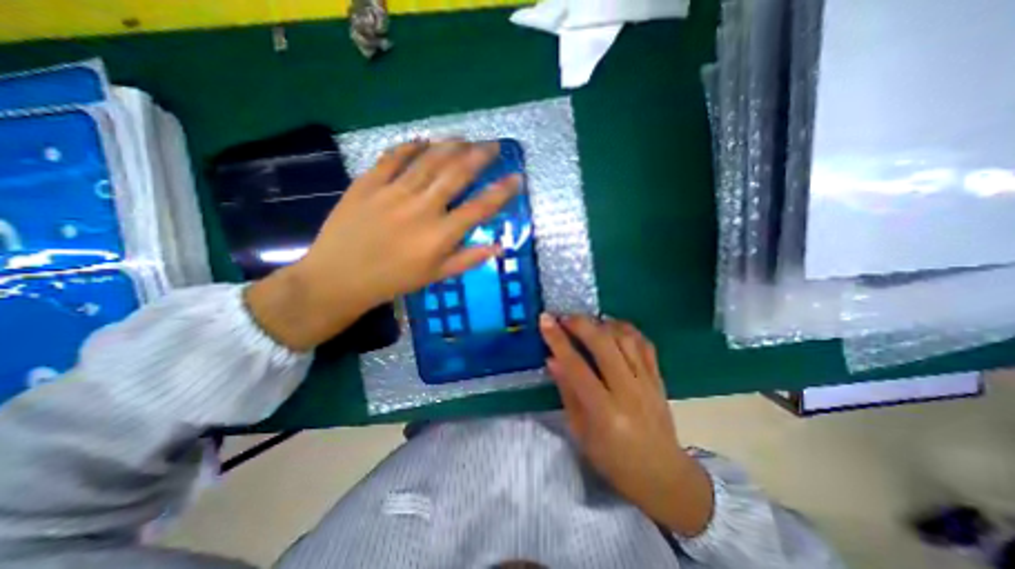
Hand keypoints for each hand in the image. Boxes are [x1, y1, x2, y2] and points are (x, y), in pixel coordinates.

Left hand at [246, 138, 515, 348]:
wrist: (340, 277)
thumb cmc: (393, 280)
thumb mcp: (436, 276)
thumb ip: (468, 259)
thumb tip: (499, 247)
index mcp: (440, 235)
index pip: (479, 207)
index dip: (501, 192)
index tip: (516, 178)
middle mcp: (422, 208)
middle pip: (456, 174)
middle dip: (479, 156)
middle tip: (493, 145)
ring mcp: (393, 192)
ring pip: (429, 160)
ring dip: (451, 146)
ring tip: (465, 138)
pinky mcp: (368, 183)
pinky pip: (392, 157)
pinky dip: (410, 146)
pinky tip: (423, 139)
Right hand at [538, 314, 711, 535]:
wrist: (663, 476)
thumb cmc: (614, 460)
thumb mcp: (581, 432)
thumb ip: (567, 392)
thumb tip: (552, 360)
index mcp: (604, 412)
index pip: (576, 367)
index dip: (558, 340)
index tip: (545, 320)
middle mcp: (628, 392)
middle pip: (604, 344)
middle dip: (580, 324)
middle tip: (564, 317)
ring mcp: (647, 382)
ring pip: (625, 338)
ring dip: (602, 324)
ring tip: (586, 322)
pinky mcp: (659, 378)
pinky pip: (644, 344)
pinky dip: (626, 329)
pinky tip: (612, 327)